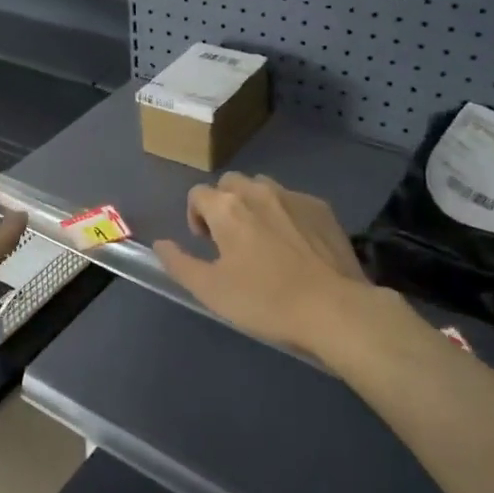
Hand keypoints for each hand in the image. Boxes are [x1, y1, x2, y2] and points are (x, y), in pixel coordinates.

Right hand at [154, 174, 381, 355]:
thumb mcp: (210, 290)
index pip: (198, 194)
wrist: (333, 308)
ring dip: (254, 205)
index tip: (206, 244)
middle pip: (231, 183)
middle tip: (231, 240)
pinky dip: (285, 213)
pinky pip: (293, 200)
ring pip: (263, 187)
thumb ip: (179, 263)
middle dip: (224, 204)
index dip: (195, 216)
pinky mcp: (322, 208)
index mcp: (227, 208)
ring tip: (263, 239)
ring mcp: (294, 196)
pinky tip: (295, 245)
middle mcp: (258, 191)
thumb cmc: (264, 301)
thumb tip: (160, 244)